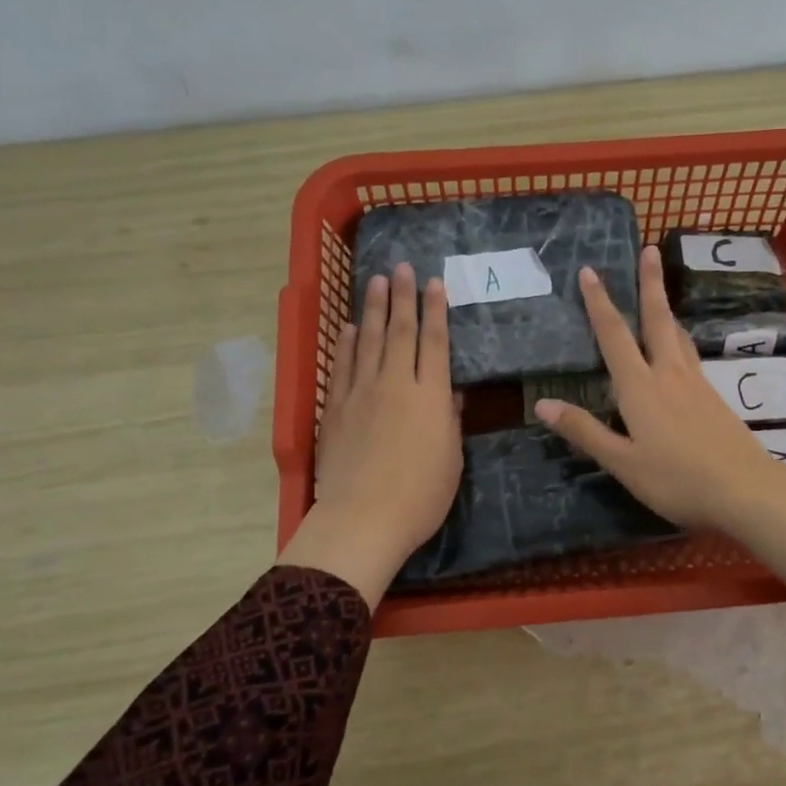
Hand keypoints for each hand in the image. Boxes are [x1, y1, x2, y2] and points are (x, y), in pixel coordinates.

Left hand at [278, 263, 462, 608]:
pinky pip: (342, 367)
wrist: (363, 518)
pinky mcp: (335, 410)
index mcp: (429, 396)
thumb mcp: (450, 459)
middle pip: (400, 332)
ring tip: (376, 282)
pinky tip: (350, 328)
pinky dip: (346, 345)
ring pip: (369, 341)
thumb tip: (450, 392)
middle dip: (402, 297)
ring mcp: (361, 394)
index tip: (435, 284)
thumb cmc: (420, 496)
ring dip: (374, 310)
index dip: (436, 311)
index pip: (434, 343)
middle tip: (401, 267)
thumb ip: (449, 420)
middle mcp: (395, 384)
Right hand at [533, 246, 785, 588]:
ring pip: (678, 335)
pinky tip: (680, 349)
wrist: (746, 490)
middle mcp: (669, 375)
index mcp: (641, 388)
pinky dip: (679, 337)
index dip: (599, 303)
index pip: (614, 336)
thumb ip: (585, 431)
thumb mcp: (623, 462)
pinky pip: (690, 354)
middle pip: (657, 320)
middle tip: (649, 250)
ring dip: (666, 308)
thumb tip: (542, 404)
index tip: (590, 271)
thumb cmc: (677, 480)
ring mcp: (696, 384)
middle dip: (650, 284)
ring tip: (661, 290)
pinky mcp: (714, 397)